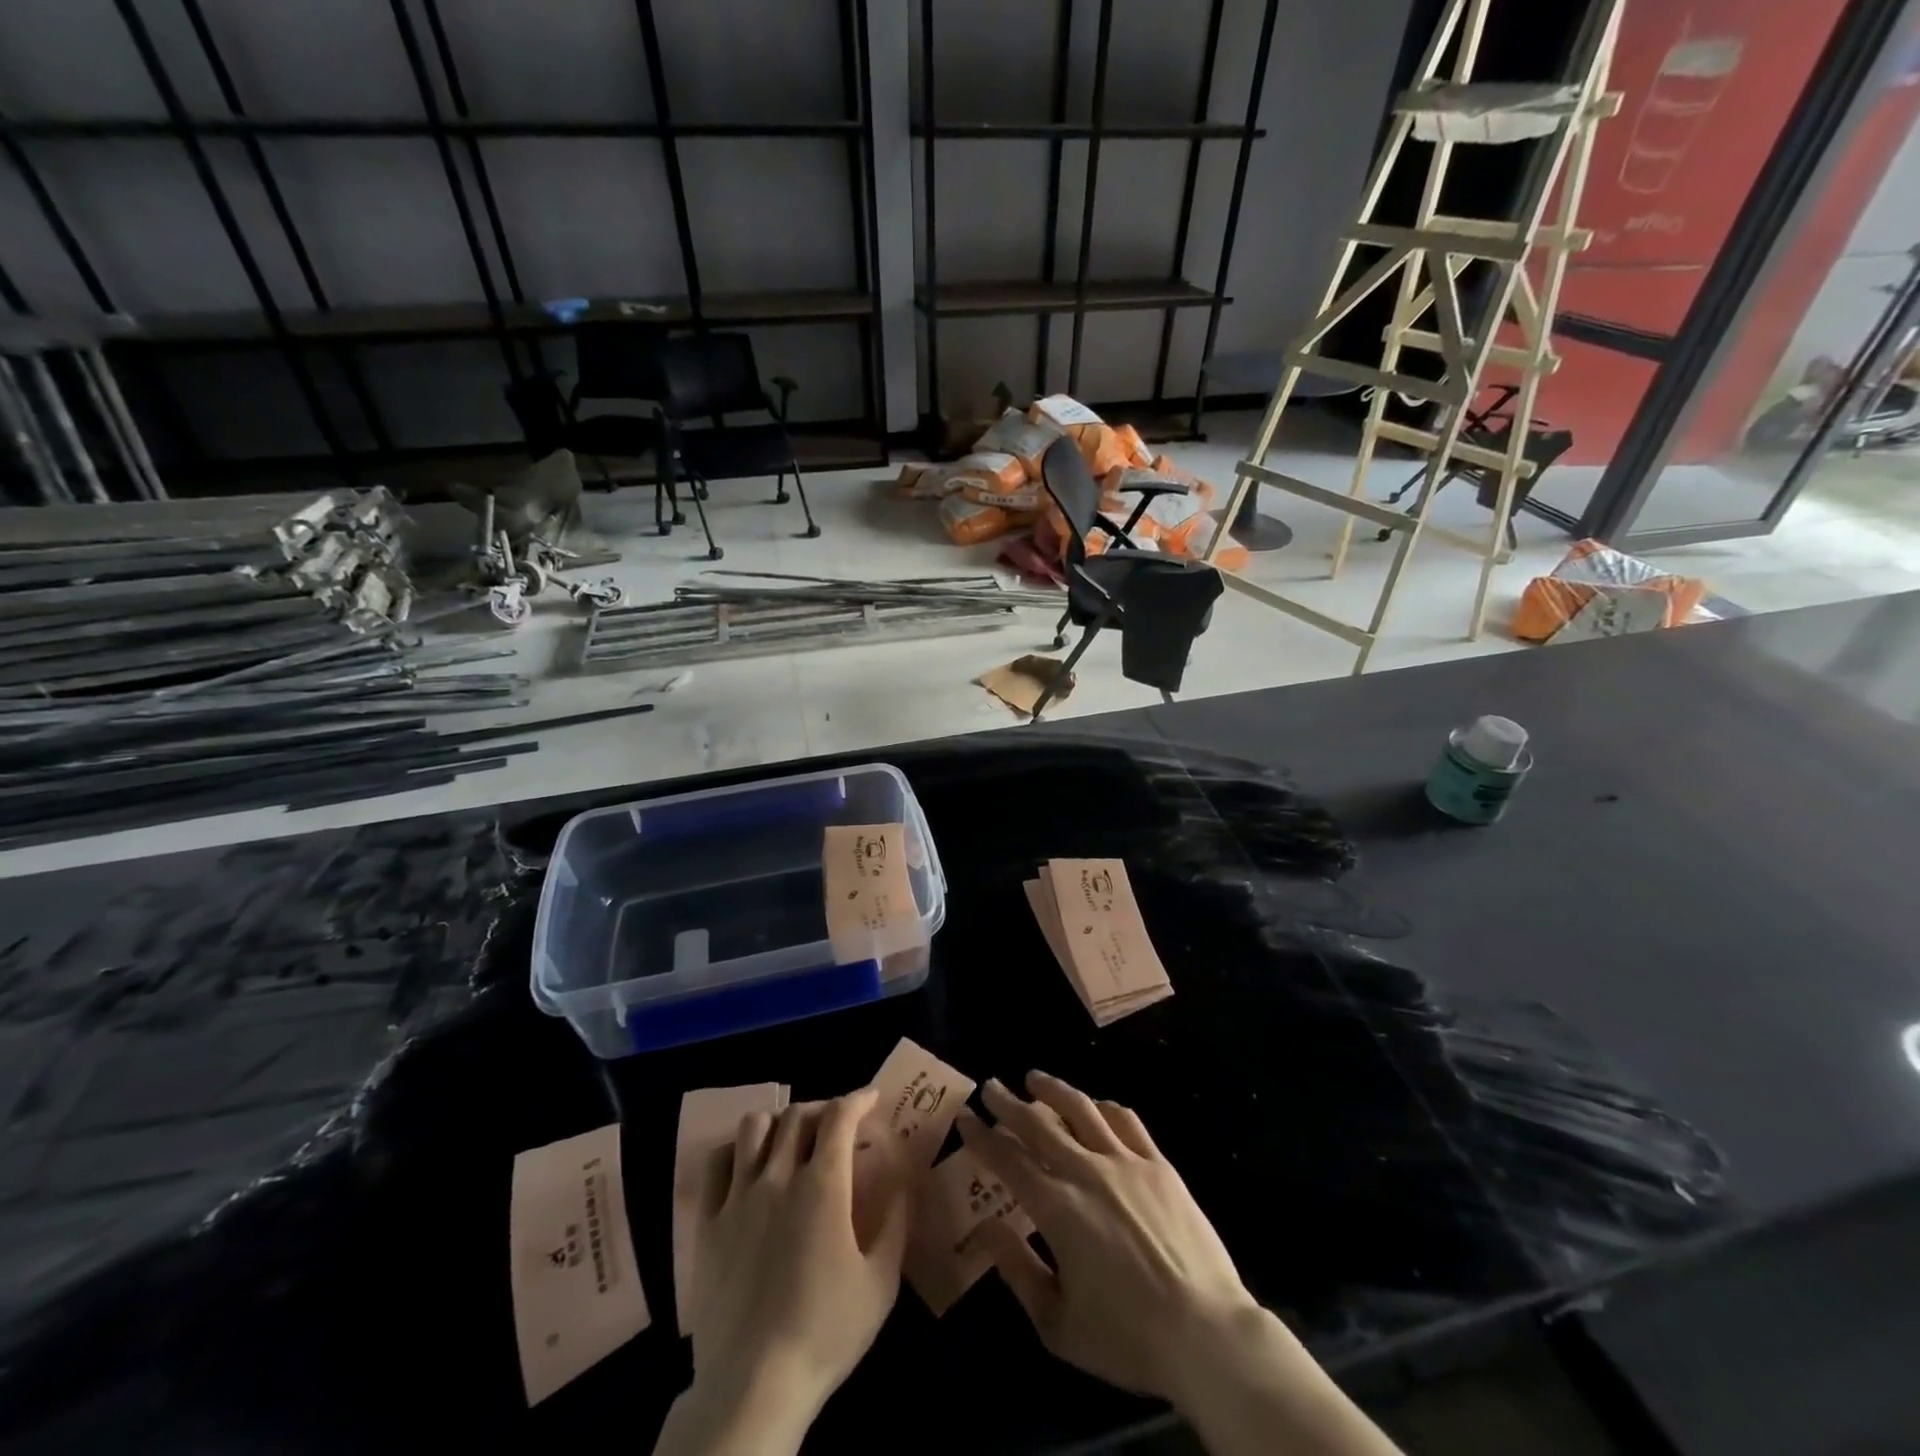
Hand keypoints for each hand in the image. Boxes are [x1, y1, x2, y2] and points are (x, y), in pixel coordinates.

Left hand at [661, 1089, 909, 1455]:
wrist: (753, 1386)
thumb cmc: (825, 1333)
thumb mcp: (880, 1283)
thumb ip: (895, 1223)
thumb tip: (904, 1182)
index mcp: (823, 1186)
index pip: (840, 1116)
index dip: (857, 1099)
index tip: (870, 1099)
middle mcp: (779, 1177)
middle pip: (798, 1115)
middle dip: (823, 1109)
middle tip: (837, 1126)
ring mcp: (738, 1197)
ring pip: (754, 1127)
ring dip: (778, 1123)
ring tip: (790, 1140)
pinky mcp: (708, 1223)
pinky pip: (716, 1164)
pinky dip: (735, 1151)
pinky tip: (747, 1165)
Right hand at [958, 1072, 1262, 1402]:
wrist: (1207, 1333)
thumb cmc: (1127, 1337)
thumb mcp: (1057, 1323)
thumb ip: (1017, 1269)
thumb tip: (985, 1227)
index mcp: (1056, 1207)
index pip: (1008, 1158)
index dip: (983, 1136)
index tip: (966, 1117)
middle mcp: (1086, 1171)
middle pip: (1039, 1124)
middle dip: (1009, 1103)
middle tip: (991, 1085)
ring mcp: (1126, 1162)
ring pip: (1082, 1109)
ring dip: (1054, 1089)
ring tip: (1035, 1077)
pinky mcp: (1159, 1164)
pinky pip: (1126, 1120)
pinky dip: (1103, 1107)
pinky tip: (1095, 1105)